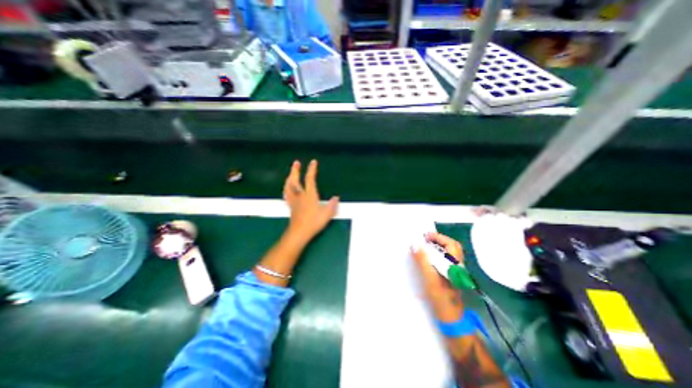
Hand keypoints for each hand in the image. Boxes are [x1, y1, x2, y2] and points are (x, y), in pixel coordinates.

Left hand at [283, 160, 338, 243]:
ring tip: (290, 173)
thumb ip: (332, 205)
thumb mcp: (327, 214)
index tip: (313, 162)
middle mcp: (300, 195)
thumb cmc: (313, 222)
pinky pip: (287, 195)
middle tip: (296, 162)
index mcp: (310, 195)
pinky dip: (286, 189)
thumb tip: (336, 197)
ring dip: (289, 178)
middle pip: (295, 180)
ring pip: (288, 186)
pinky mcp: (291, 206)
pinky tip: (287, 188)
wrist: (299, 232)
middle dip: (295, 170)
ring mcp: (294, 201)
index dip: (311, 170)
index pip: (310, 179)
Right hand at [409, 231, 464, 322]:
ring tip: (425, 245)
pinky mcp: (450, 275)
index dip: (438, 237)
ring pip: (449, 252)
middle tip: (426, 239)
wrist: (450, 317)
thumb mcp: (429, 279)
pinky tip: (428, 257)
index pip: (451, 244)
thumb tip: (415, 244)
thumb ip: (422, 261)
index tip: (425, 236)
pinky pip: (445, 259)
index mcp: (454, 265)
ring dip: (438, 246)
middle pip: (452, 246)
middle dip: (439, 240)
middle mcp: (457, 266)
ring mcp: (454, 271)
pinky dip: (437, 253)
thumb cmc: (440, 298)